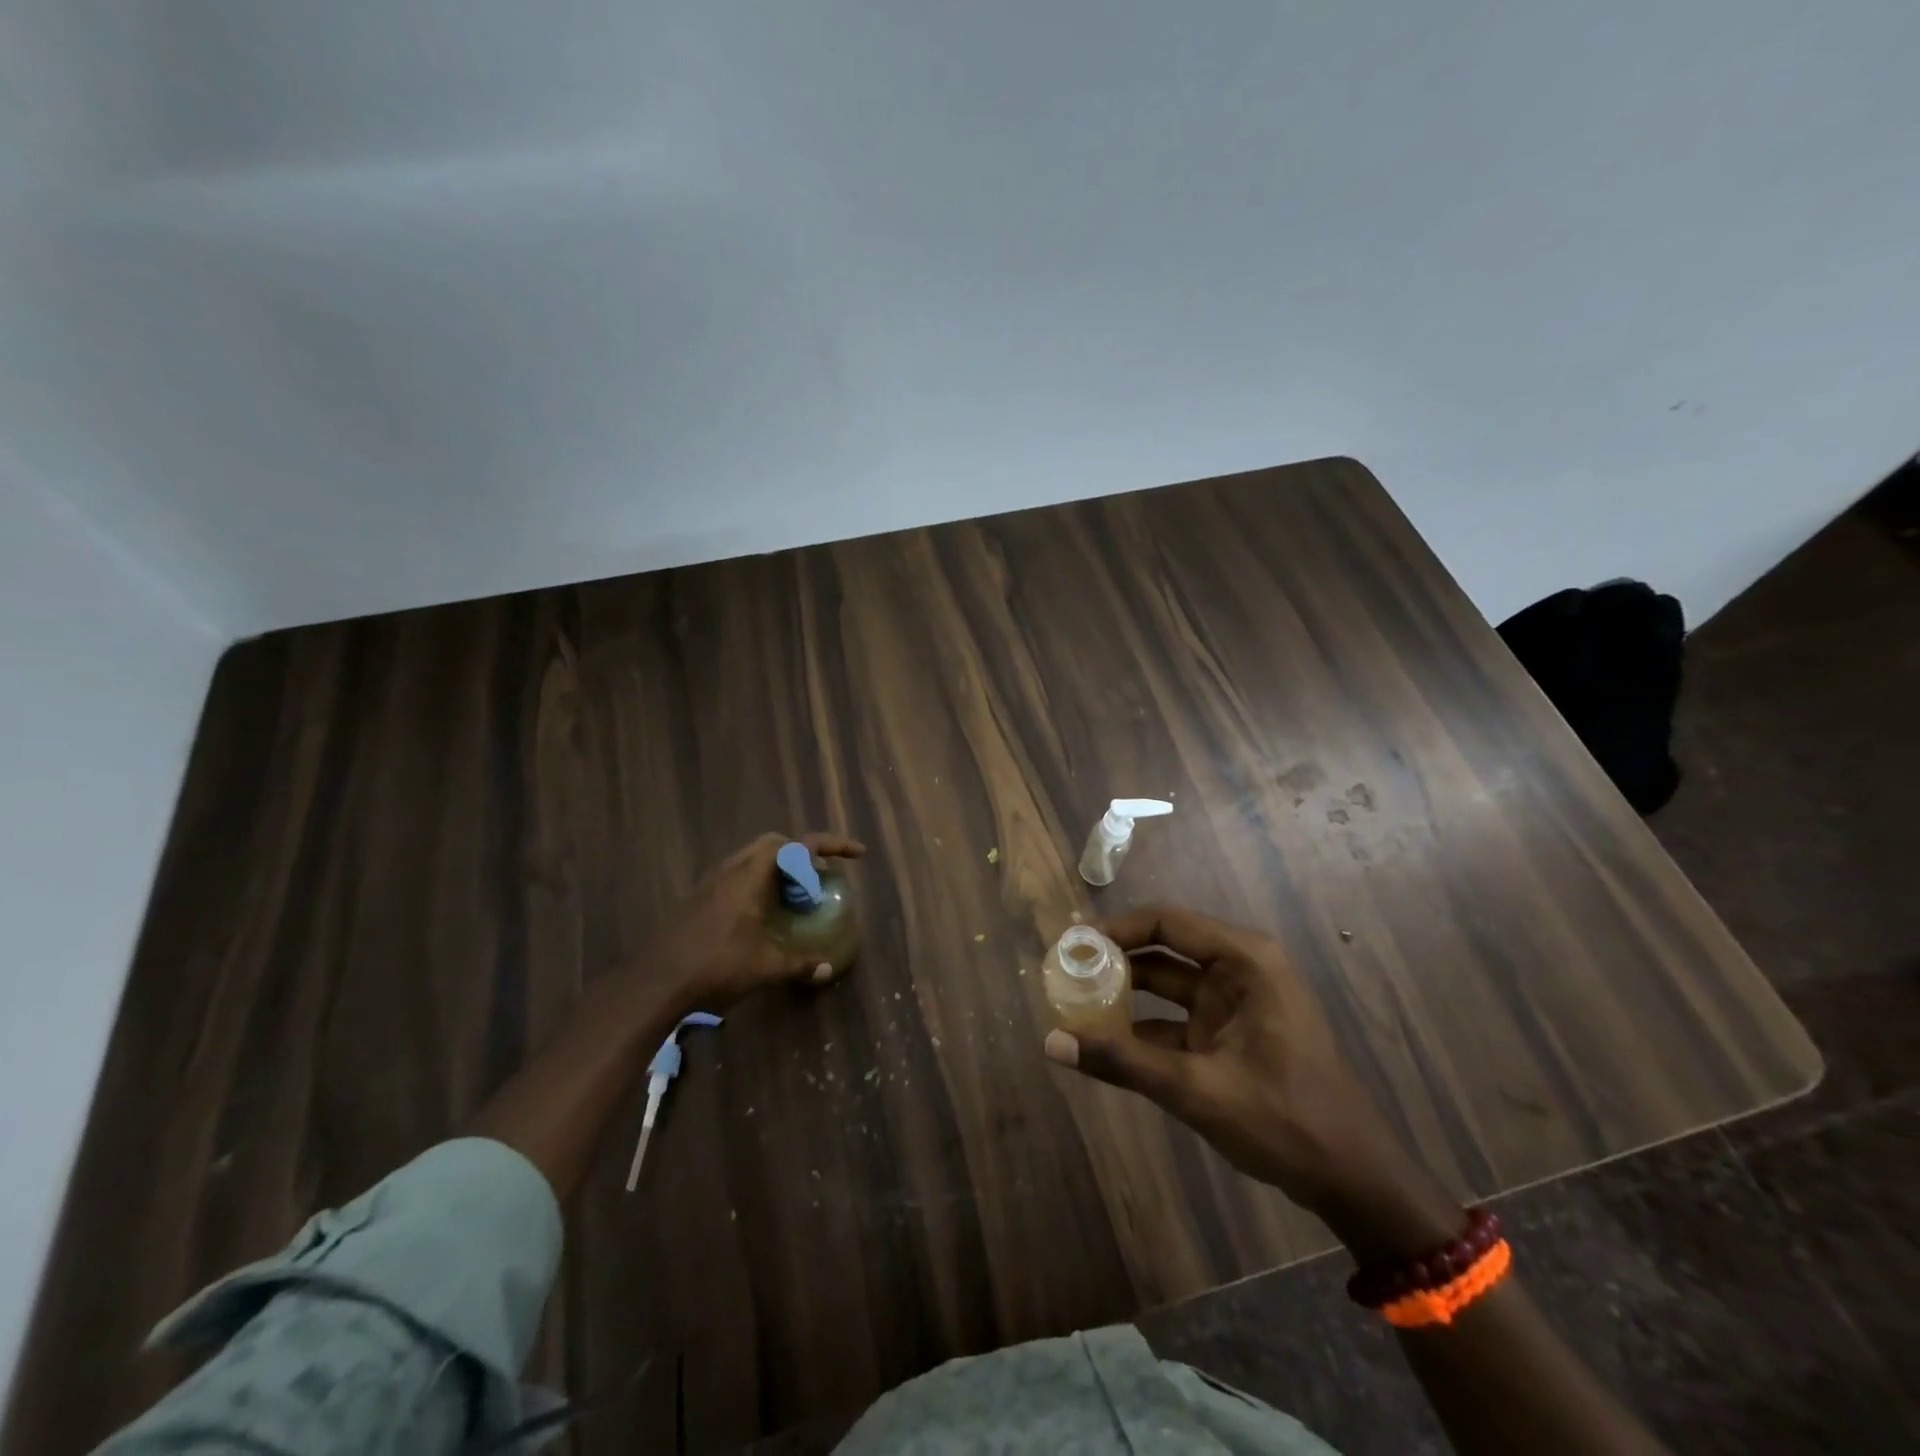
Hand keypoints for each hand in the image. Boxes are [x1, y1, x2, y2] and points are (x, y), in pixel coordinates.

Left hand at [647, 831, 865, 1012]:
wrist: (654, 983)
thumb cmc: (714, 967)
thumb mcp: (764, 967)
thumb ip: (798, 964)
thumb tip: (827, 968)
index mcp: (751, 876)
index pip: (799, 845)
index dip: (832, 844)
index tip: (856, 854)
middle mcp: (731, 870)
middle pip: (775, 843)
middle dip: (802, 852)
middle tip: (819, 876)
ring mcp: (711, 882)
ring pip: (753, 857)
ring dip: (779, 867)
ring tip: (795, 894)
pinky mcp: (699, 898)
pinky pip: (738, 874)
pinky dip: (760, 881)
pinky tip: (763, 912)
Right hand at [1043, 905, 1461, 1258]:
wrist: (1354, 1180)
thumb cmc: (1285, 1121)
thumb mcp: (1197, 1090)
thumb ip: (1122, 1063)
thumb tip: (1051, 1043)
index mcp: (1245, 961)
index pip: (1167, 922)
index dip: (1117, 927)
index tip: (1073, 943)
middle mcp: (1240, 969)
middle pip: (1164, 947)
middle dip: (1116, 957)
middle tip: (1067, 968)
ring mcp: (1235, 1003)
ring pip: (1167, 983)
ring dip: (1125, 992)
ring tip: (1074, 998)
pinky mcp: (1229, 1034)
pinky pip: (1176, 1018)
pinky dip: (1142, 1027)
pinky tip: (1103, 1042)